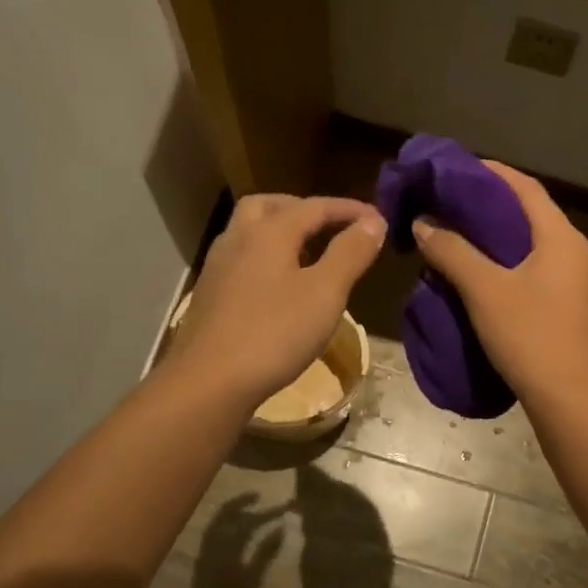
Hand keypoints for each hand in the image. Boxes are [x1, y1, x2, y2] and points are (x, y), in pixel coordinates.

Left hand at [169, 194, 385, 407]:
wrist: (209, 381)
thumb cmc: (275, 333)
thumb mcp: (325, 293)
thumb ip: (350, 253)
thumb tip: (372, 220)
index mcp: (269, 231)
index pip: (315, 206)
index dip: (349, 209)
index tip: (378, 218)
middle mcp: (238, 238)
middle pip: (271, 206)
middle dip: (304, 209)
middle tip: (331, 226)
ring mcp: (218, 266)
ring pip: (250, 231)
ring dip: (280, 231)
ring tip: (308, 254)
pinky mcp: (209, 294)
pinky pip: (241, 259)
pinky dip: (265, 257)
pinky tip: (278, 286)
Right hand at [411, 162, 587, 406]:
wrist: (572, 400)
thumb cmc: (530, 336)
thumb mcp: (484, 290)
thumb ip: (452, 251)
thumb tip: (424, 223)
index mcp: (562, 238)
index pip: (525, 188)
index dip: (490, 173)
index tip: (455, 169)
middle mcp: (579, 253)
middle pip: (532, 216)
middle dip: (491, 207)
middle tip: (450, 206)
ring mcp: (582, 284)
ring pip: (536, 248)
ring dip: (500, 240)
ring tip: (462, 240)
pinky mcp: (576, 311)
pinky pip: (541, 274)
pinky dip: (512, 266)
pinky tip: (486, 280)